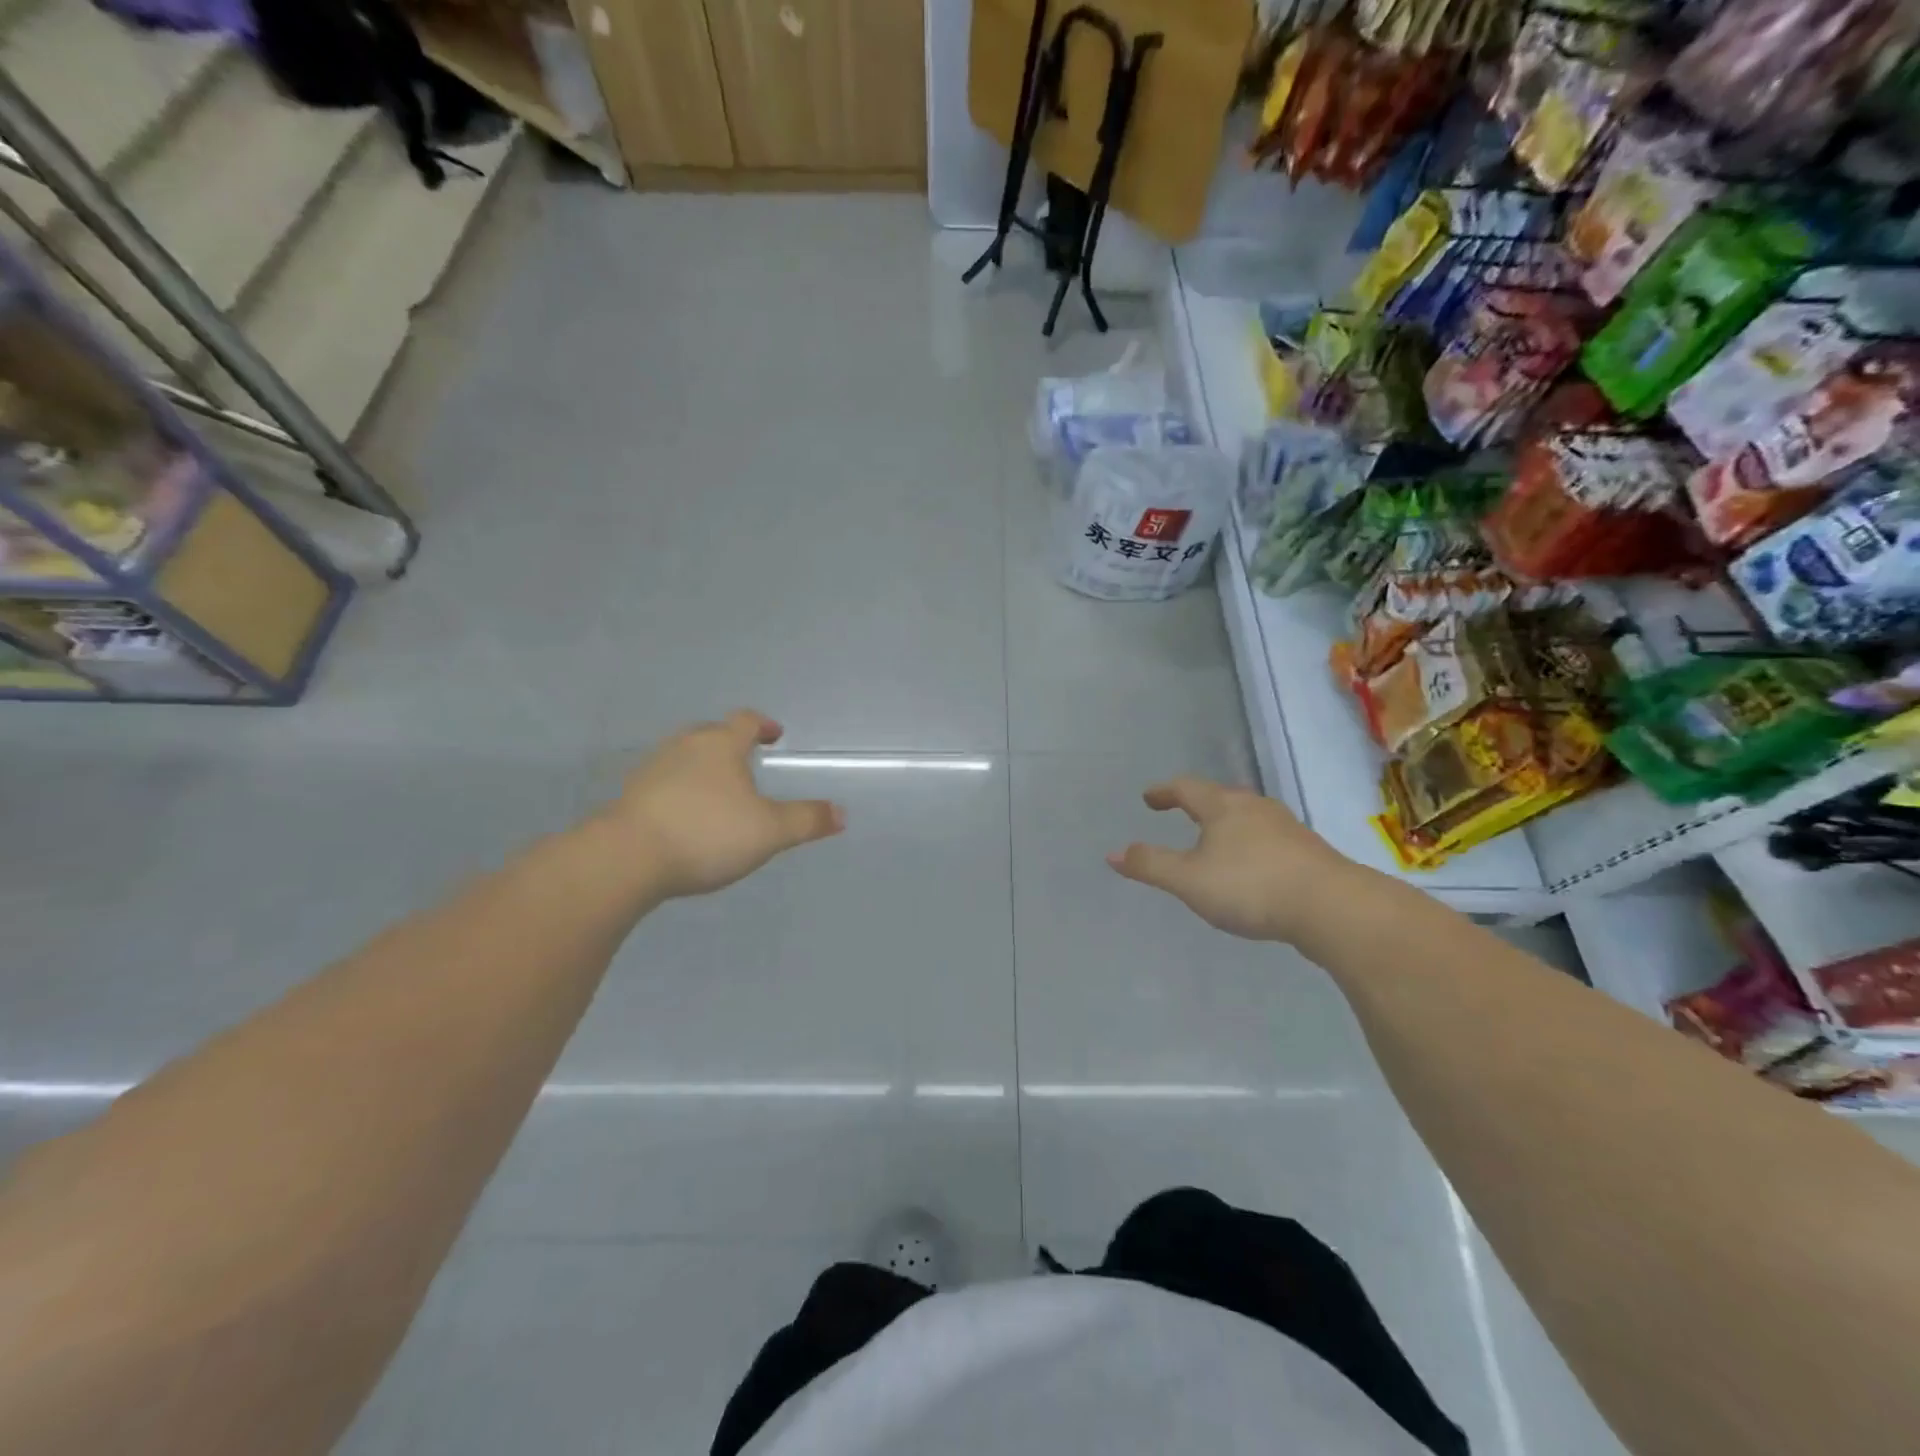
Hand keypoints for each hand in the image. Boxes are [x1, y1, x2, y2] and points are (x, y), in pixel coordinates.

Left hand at [600, 710, 843, 898]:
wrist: (626, 858)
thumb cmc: (707, 833)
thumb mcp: (769, 832)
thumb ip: (806, 820)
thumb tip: (841, 814)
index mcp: (720, 745)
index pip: (746, 721)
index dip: (763, 726)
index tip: (775, 735)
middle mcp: (685, 746)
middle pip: (711, 734)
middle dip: (731, 744)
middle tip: (748, 761)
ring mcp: (653, 769)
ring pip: (685, 757)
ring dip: (704, 767)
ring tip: (719, 791)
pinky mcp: (631, 796)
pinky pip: (664, 783)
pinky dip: (680, 790)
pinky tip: (686, 815)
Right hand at [1107, 777, 1356, 943]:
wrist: (1332, 907)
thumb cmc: (1250, 886)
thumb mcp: (1188, 880)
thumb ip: (1150, 865)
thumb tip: (1113, 852)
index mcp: (1223, 807)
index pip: (1186, 788)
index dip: (1164, 792)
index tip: (1149, 798)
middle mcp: (1255, 808)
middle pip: (1220, 797)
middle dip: (1198, 803)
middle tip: (1181, 811)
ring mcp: (1286, 828)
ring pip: (1248, 816)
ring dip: (1226, 824)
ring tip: (1215, 840)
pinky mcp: (1308, 851)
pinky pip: (1268, 838)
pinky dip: (1250, 844)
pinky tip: (1252, 867)